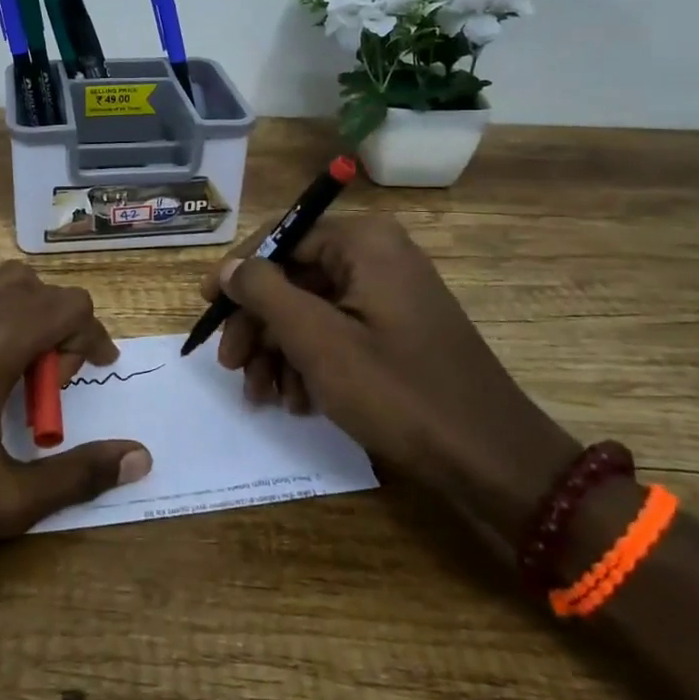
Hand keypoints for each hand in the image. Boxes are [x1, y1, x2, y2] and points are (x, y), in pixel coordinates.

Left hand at [0, 264, 151, 560]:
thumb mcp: (4, 502)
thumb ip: (78, 476)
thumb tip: (141, 457)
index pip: (72, 306)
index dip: (91, 339)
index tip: (87, 378)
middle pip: (40, 288)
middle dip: (59, 328)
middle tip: (45, 384)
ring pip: (1, 281)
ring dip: (23, 313)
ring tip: (8, 369)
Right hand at [205, 215, 576, 543]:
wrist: (492, 461)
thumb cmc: (399, 392)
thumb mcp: (319, 341)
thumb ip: (265, 292)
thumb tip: (228, 266)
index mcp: (364, 242)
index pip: (281, 238)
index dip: (238, 273)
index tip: (207, 308)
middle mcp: (377, 256)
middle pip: (293, 277)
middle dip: (259, 326)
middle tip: (231, 366)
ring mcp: (389, 294)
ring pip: (311, 309)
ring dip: (279, 351)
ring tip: (262, 395)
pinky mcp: (395, 330)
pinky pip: (337, 331)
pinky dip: (310, 362)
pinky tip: (297, 400)